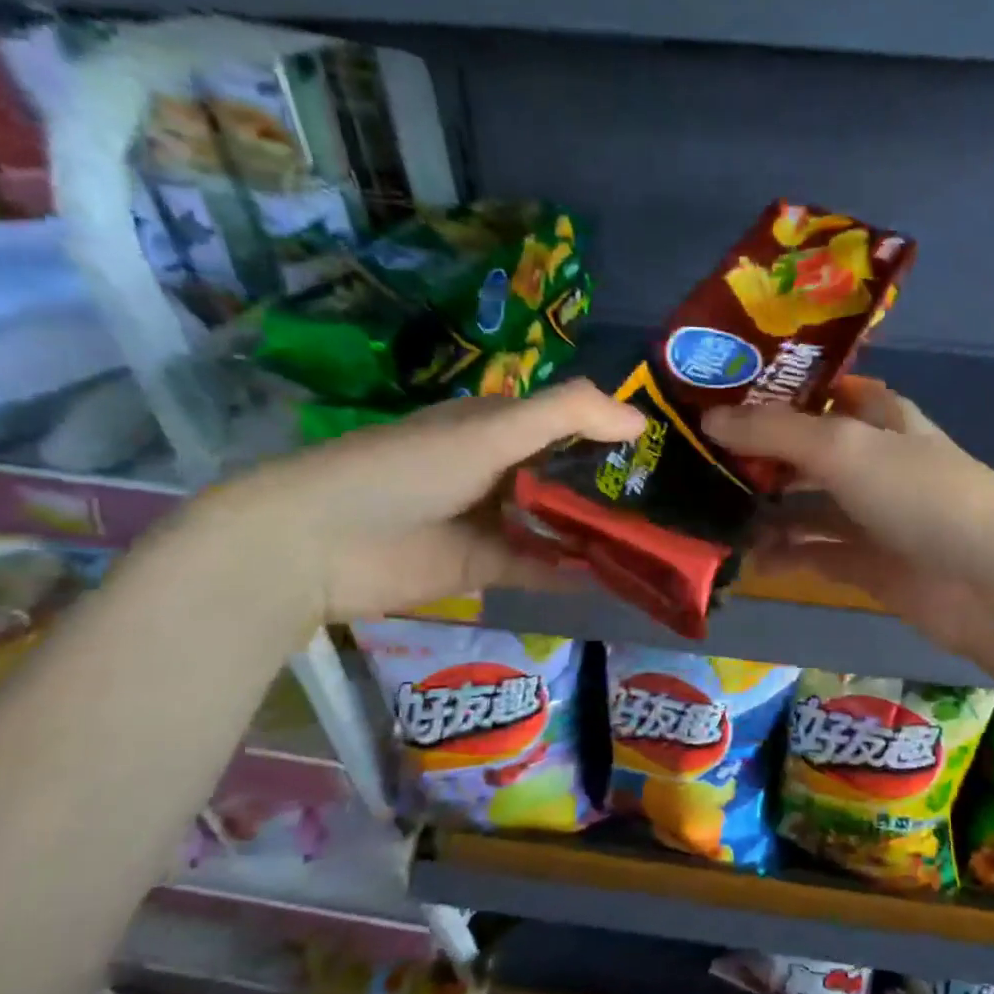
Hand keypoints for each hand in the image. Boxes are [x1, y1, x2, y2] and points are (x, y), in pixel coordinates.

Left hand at [204, 381, 643, 623]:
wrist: (319, 544)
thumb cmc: (409, 470)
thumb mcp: (491, 430)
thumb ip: (567, 416)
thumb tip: (641, 418)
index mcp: (499, 426)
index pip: (570, 423)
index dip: (614, 432)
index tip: (666, 449)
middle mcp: (501, 469)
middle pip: (569, 476)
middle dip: (615, 487)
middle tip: (674, 504)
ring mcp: (493, 519)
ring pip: (560, 523)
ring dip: (600, 532)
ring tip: (658, 542)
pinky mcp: (485, 565)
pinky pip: (541, 565)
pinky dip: (573, 571)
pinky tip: (616, 577)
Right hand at [704, 377, 993, 674]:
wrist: (991, 583)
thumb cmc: (922, 496)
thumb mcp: (845, 448)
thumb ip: (776, 432)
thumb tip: (709, 418)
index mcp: (882, 419)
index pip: (825, 392)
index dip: (779, 390)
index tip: (721, 394)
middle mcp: (876, 463)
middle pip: (808, 452)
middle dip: (759, 456)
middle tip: (697, 460)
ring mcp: (874, 517)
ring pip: (807, 507)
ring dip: (765, 510)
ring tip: (710, 514)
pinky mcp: (870, 566)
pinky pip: (816, 554)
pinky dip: (784, 556)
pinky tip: (746, 560)